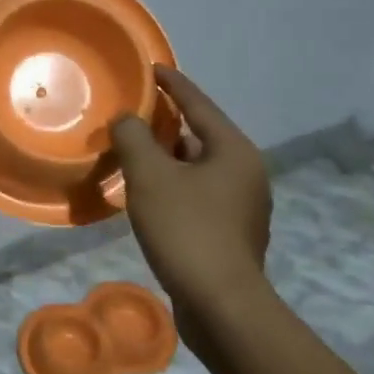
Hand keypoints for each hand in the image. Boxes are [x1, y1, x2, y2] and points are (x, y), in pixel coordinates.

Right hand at [110, 65, 272, 352]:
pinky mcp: (231, 234)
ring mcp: (242, 206)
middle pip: (200, 136)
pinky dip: (173, 186)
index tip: (152, 67)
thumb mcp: (150, 176)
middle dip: (166, 125)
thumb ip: (134, 138)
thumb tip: (128, 119)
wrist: (221, 305)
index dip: (173, 84)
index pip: (199, 104)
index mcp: (234, 151)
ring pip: (197, 169)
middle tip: (134, 115)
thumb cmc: (187, 230)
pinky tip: (148, 196)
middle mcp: (245, 173)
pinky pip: (197, 195)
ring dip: (167, 160)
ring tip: (133, 154)